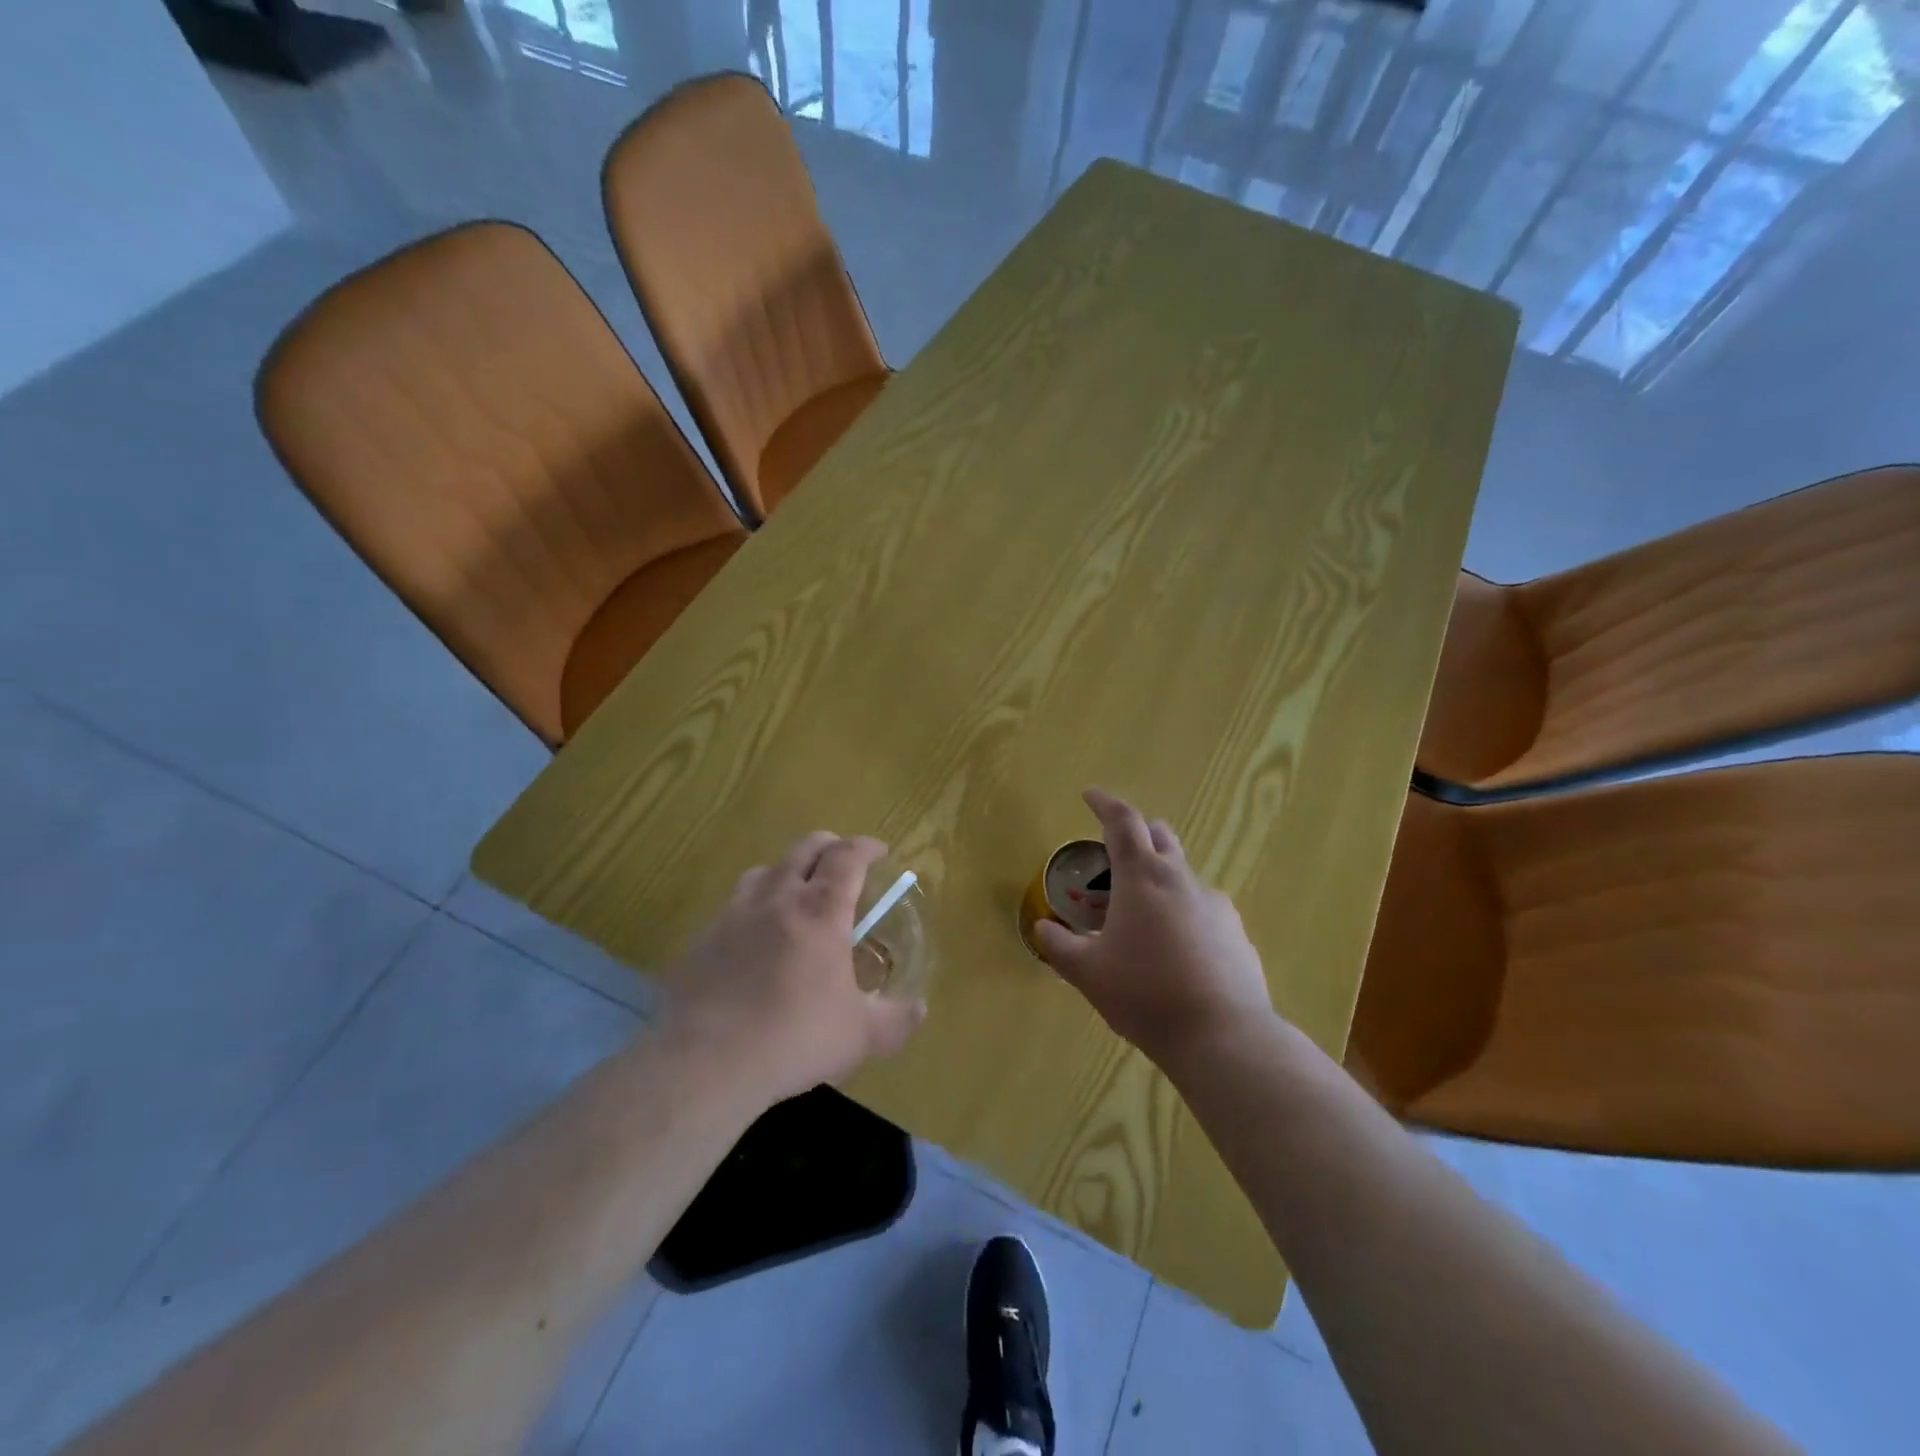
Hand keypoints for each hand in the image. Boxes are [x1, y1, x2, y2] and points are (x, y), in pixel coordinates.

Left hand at [659, 832, 926, 1105]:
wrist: (706, 1061)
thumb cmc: (795, 1037)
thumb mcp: (862, 1036)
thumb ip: (897, 1019)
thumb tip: (920, 1009)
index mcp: (821, 910)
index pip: (847, 857)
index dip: (866, 847)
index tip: (880, 850)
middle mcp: (777, 899)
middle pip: (804, 849)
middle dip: (829, 846)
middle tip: (842, 860)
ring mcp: (733, 916)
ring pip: (763, 870)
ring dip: (786, 870)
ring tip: (795, 891)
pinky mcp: (701, 940)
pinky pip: (732, 907)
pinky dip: (752, 908)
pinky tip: (753, 939)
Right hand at [1035, 789, 1272, 1072]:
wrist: (1223, 1036)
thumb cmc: (1145, 994)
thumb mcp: (1088, 973)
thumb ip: (1060, 947)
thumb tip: (1043, 930)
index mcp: (1142, 878)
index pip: (1123, 822)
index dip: (1104, 804)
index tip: (1089, 796)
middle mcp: (1182, 880)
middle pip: (1160, 837)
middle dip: (1138, 833)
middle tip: (1115, 850)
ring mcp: (1216, 906)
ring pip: (1183, 875)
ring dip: (1160, 878)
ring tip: (1142, 914)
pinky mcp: (1237, 934)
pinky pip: (1204, 910)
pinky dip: (1184, 913)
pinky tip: (1177, 950)